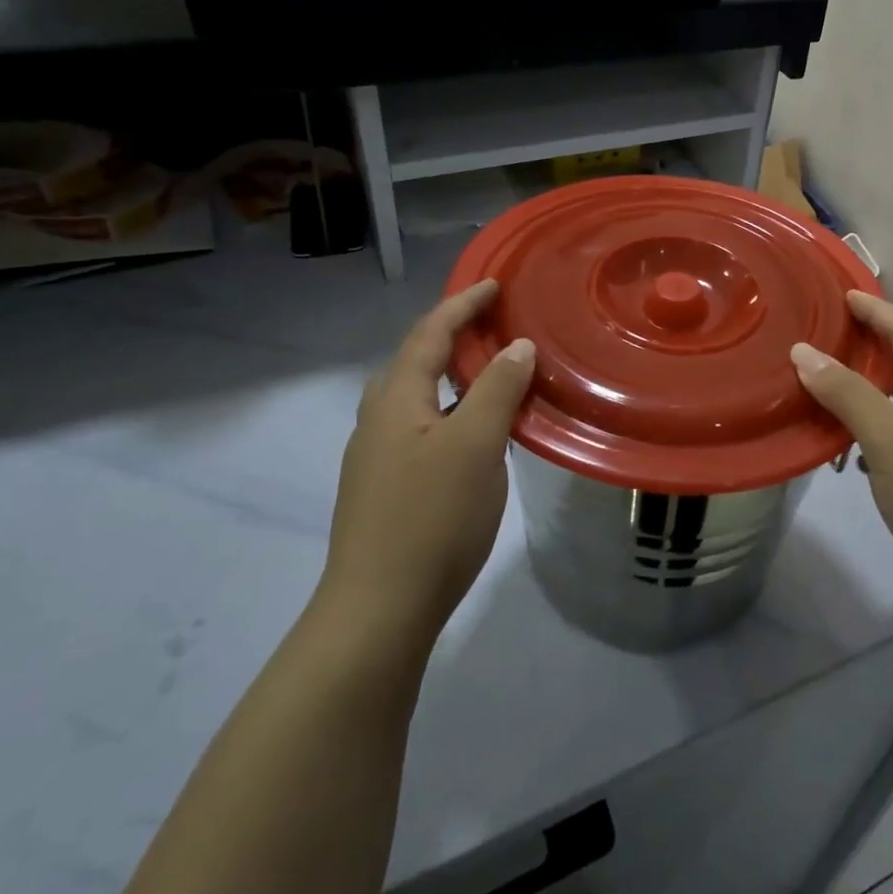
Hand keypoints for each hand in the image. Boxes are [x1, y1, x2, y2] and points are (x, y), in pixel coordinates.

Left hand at [319, 280, 534, 655]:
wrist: (379, 609)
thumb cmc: (432, 517)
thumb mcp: (476, 445)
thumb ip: (497, 389)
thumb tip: (516, 346)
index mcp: (395, 400)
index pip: (429, 334)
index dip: (461, 305)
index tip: (493, 284)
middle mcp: (377, 420)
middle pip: (413, 361)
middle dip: (450, 335)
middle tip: (491, 326)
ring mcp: (376, 457)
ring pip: (415, 398)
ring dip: (449, 375)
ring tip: (487, 373)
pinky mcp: (384, 488)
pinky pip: (419, 427)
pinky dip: (448, 410)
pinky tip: (472, 433)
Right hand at [791, 291, 892, 599]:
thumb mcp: (889, 439)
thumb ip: (847, 393)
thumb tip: (804, 351)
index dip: (877, 311)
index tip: (845, 294)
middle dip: (870, 349)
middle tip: (829, 338)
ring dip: (870, 393)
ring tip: (830, 388)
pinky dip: (878, 430)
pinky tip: (854, 447)